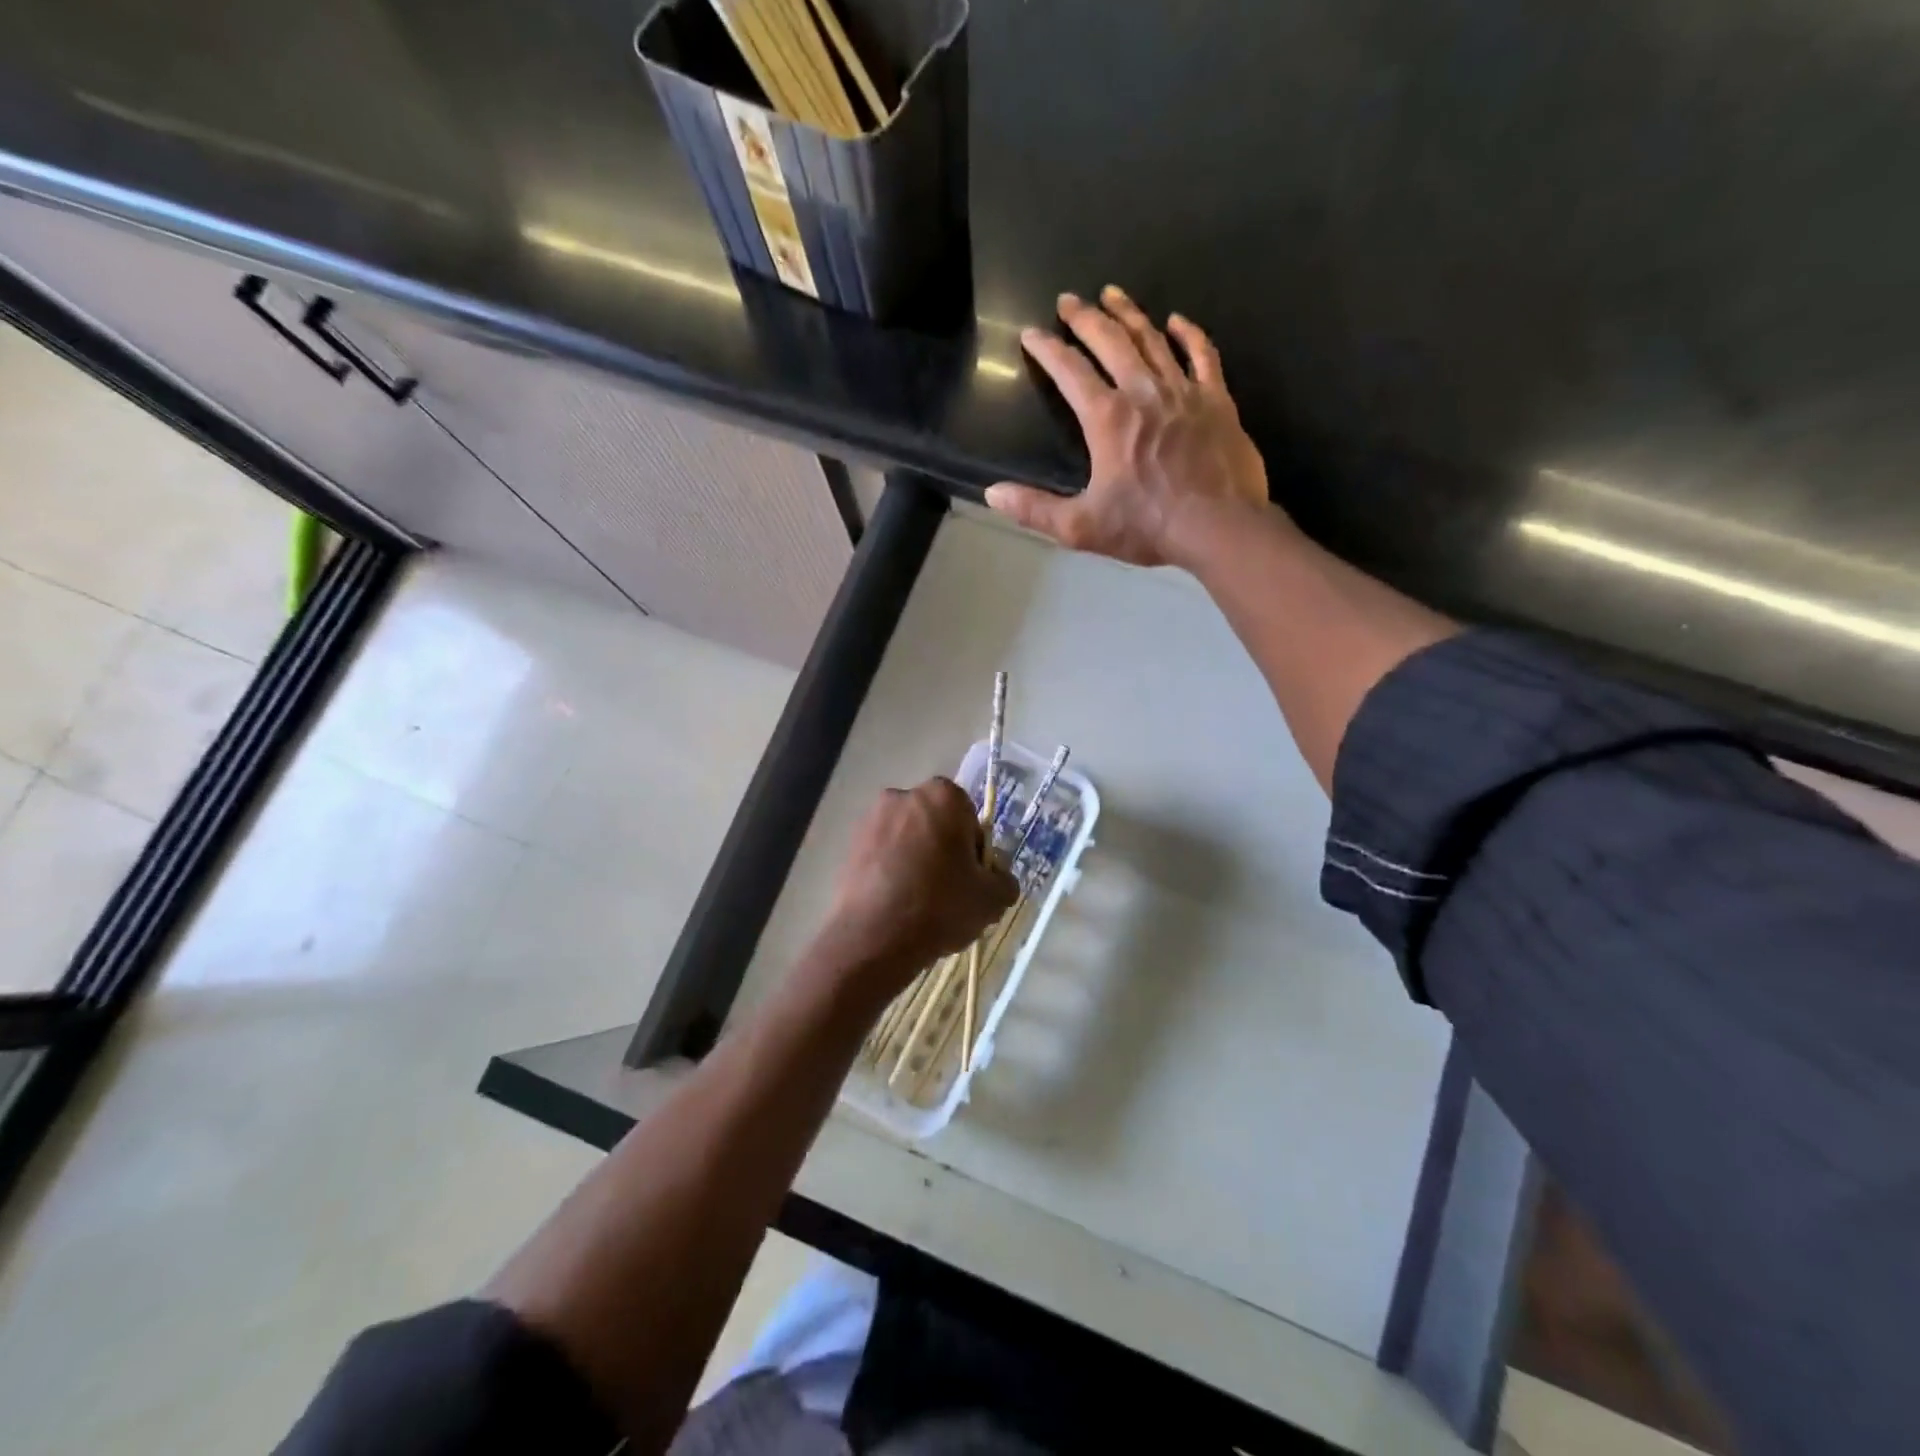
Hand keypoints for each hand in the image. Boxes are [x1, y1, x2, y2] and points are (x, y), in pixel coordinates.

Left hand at [817, 779, 1016, 996]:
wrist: (874, 938)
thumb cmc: (940, 906)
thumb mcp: (992, 898)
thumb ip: (1004, 879)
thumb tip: (998, 877)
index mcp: (943, 796)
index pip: (968, 816)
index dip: (973, 848)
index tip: (971, 877)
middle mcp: (903, 796)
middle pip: (935, 823)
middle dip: (943, 849)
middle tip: (949, 890)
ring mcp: (871, 819)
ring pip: (907, 838)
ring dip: (915, 859)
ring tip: (920, 901)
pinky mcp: (850, 845)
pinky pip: (882, 854)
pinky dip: (891, 870)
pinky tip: (897, 903)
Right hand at [986, 287, 1275, 568]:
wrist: (1219, 527)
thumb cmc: (1147, 527)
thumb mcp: (1081, 526)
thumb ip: (1035, 509)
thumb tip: (992, 494)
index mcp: (1108, 418)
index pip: (1070, 371)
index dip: (1047, 349)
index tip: (1031, 333)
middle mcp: (1143, 392)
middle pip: (1110, 342)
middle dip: (1085, 318)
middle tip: (1068, 300)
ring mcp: (1183, 391)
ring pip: (1152, 339)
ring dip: (1129, 314)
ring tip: (1112, 294)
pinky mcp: (1216, 400)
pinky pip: (1203, 355)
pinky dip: (1189, 334)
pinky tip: (1177, 321)